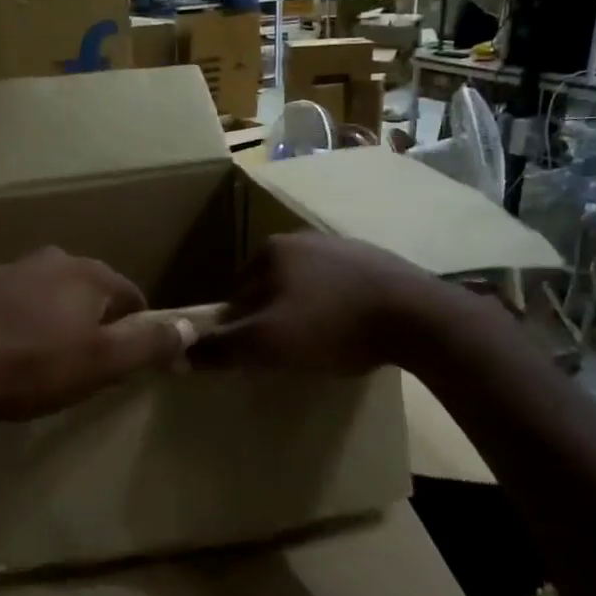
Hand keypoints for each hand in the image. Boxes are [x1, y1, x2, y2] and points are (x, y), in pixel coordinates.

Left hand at [0, 247, 189, 422]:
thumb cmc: (33, 366)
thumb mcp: (102, 363)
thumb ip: (150, 343)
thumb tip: (192, 327)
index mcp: (88, 274)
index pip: (131, 295)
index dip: (138, 328)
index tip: (131, 359)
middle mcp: (52, 259)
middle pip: (90, 290)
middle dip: (96, 321)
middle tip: (88, 362)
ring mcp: (10, 269)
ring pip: (50, 293)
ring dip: (57, 317)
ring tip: (47, 357)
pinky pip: (15, 301)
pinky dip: (22, 319)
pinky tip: (9, 349)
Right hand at [192, 233, 448, 373]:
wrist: (417, 316)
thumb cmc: (332, 326)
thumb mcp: (267, 344)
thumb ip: (220, 349)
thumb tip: (178, 355)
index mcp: (271, 251)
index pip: (234, 295)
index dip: (238, 329)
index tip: (254, 356)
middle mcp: (302, 239)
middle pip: (268, 288)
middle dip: (270, 319)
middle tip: (287, 354)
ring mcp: (341, 245)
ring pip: (304, 288)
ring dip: (303, 313)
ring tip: (320, 345)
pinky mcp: (374, 260)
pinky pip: (338, 287)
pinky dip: (335, 308)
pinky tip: (349, 331)